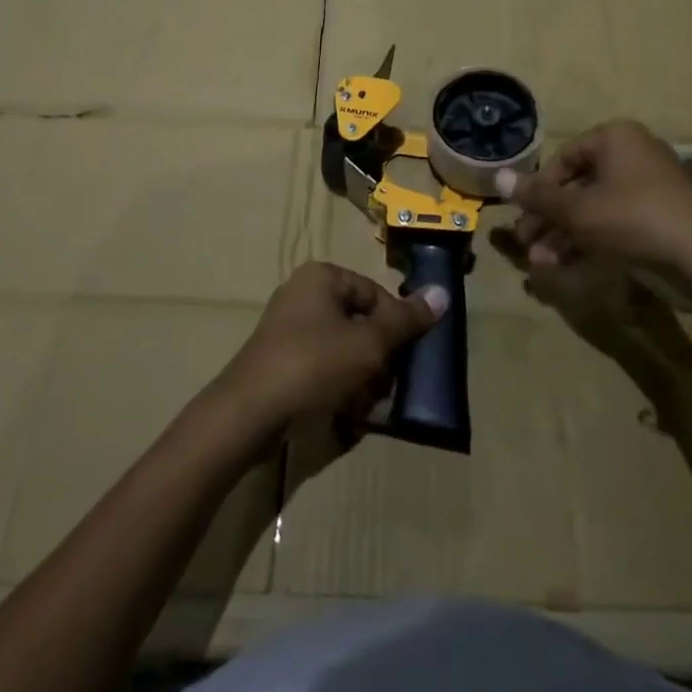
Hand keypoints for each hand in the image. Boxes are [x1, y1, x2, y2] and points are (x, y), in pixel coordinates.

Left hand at [212, 263, 444, 440]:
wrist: (248, 414)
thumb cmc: (313, 365)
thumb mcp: (368, 343)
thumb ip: (406, 321)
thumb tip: (443, 293)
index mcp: (322, 277)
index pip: (375, 294)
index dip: (395, 326)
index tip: (404, 358)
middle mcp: (303, 294)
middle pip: (359, 322)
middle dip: (378, 356)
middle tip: (385, 386)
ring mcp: (288, 329)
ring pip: (343, 348)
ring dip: (361, 376)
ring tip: (367, 405)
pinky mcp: (280, 361)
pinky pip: (321, 367)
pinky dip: (338, 386)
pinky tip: (346, 413)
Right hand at [499, 120, 691, 315]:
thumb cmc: (635, 219)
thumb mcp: (579, 210)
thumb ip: (537, 197)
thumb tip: (496, 177)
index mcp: (615, 139)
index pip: (563, 157)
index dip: (539, 188)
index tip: (523, 216)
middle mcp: (633, 155)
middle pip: (577, 185)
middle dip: (549, 219)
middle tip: (527, 245)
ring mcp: (650, 188)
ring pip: (594, 209)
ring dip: (565, 236)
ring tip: (543, 265)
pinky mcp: (661, 219)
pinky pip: (616, 224)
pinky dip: (591, 243)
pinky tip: (568, 269)